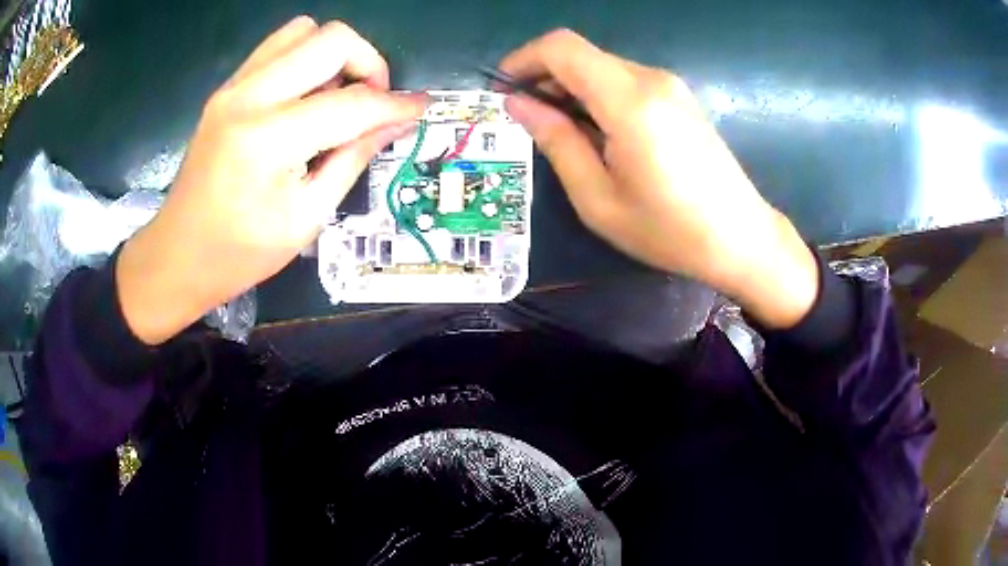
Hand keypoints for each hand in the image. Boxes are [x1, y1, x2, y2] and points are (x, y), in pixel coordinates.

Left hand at [118, 17, 426, 343]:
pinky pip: (277, 47)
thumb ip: (354, 158)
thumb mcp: (306, 217)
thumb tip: (397, 122)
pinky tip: (306, 96)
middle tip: (372, 102)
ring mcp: (233, 87)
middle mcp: (249, 97)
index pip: (351, 103)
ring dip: (334, 55)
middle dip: (368, 62)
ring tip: (337, 96)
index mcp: (268, 141)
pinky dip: (305, 58)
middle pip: (331, 39)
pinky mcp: (226, 88)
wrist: (176, 256)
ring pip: (304, 30)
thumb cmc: (239, 254)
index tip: (421, 107)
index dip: (395, 105)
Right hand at [500, 30, 818, 327]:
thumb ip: (556, 141)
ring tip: (562, 133)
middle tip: (528, 120)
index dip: (524, 59)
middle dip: (545, 77)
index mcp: (629, 101)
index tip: (505, 89)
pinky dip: (599, 96)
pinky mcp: (680, 98)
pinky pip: (626, 82)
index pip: (562, 47)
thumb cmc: (669, 230)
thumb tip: (518, 104)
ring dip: (572, 89)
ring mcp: (670, 86)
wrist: (741, 237)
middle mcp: (650, 79)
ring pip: (602, 67)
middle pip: (581, 55)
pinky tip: (599, 133)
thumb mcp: (598, 198)